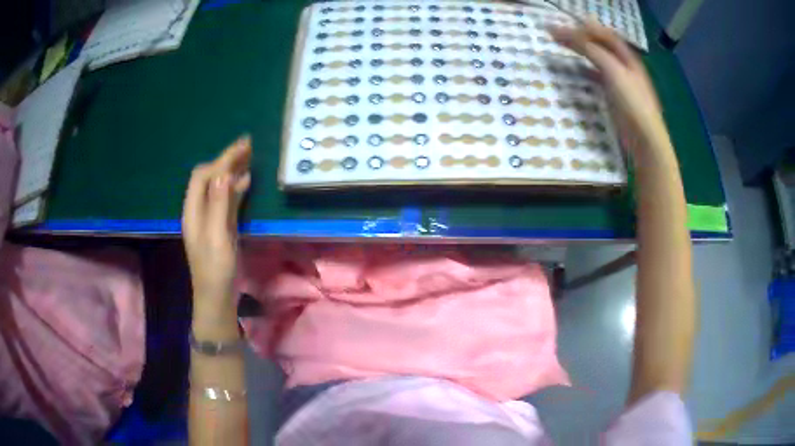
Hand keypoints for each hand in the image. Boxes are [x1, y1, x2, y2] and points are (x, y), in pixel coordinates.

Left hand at [182, 136, 251, 311]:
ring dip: (232, 170)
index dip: (222, 159)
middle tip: (248, 146)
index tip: (243, 145)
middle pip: (209, 178)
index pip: (204, 176)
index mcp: (193, 211)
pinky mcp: (219, 227)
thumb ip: (219, 205)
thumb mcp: (218, 237)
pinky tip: (246, 181)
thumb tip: (223, 174)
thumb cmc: (216, 269)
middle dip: (226, 160)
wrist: (217, 297)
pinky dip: (235, 187)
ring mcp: (209, 219)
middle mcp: (198, 211)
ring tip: (250, 157)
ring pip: (218, 187)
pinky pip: (226, 199)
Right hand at [550, 20, 667, 153]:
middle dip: (580, 37)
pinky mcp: (616, 96)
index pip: (604, 35)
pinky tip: (577, 70)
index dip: (584, 28)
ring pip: (598, 59)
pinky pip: (598, 75)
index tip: (562, 28)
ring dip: (582, 52)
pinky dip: (586, 70)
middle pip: (600, 45)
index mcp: (628, 57)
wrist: (645, 139)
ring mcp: (621, 81)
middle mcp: (625, 66)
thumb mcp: (613, 71)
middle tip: (556, 35)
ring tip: (564, 47)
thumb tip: (570, 34)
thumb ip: (593, 51)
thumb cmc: (633, 103)